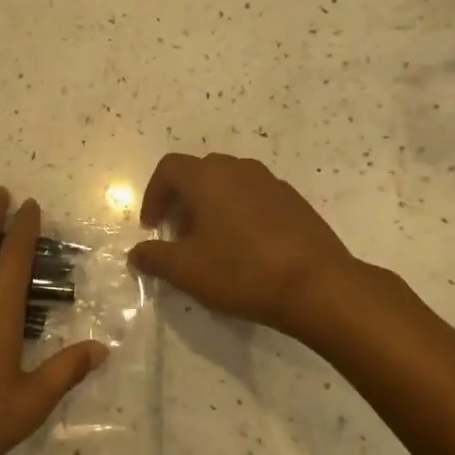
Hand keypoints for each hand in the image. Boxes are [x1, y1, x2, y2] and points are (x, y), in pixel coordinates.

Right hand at [128, 152, 369, 335]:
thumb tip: (136, 254)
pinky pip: (255, 198)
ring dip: (212, 206)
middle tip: (179, 235)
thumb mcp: (187, 270)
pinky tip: (246, 249)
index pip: (169, 168)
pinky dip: (239, 213)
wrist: (318, 285)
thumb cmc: (242, 271)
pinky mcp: (295, 202)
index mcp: (208, 177)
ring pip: (229, 184)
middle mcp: (239, 170)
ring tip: (211, 243)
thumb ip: (155, 258)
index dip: (153, 195)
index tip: (152, 227)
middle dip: (182, 201)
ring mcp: (271, 183)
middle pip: (199, 173)